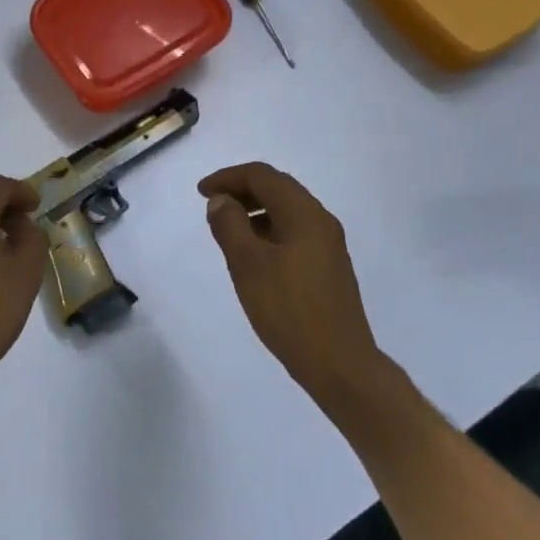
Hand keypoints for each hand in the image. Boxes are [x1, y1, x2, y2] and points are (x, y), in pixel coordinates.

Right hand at [199, 163, 384, 408]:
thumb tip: (221, 200)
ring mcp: (329, 246)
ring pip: (287, 212)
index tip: (200, 192)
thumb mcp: (248, 265)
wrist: (338, 363)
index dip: (228, 177)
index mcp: (305, 215)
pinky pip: (294, 233)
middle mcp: (321, 222)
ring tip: (227, 230)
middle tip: (211, 205)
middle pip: (279, 189)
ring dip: (255, 211)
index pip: (263, 176)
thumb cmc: (288, 310)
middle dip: (242, 190)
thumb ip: (230, 226)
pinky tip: (253, 255)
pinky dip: (268, 231)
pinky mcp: (328, 268)